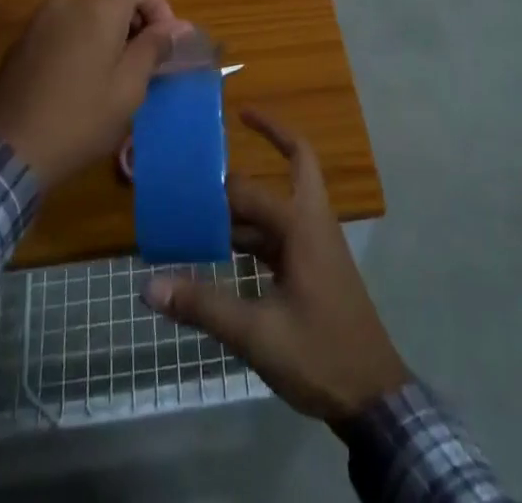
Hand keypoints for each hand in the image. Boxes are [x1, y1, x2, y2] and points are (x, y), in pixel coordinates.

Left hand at [0, 0, 187, 188]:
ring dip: (109, 30)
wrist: (7, 151)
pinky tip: (79, 80)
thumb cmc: (78, 119)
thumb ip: (154, 48)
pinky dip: (82, 38)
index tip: (163, 44)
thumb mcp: (128, 89)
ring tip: (113, 73)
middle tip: (143, 63)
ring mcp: (41, 17)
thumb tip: (177, 27)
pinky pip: (65, 24)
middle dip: (136, 20)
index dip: (160, 6)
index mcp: (98, 6)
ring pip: (89, 8)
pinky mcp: (24, 38)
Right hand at [142, 110, 409, 423]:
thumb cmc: (319, 354)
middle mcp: (312, 222)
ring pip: (282, 201)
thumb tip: (149, 286)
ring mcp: (316, 244)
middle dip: (271, 136)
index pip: (249, 192)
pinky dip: (256, 229)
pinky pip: (281, 231)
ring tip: (206, 200)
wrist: (373, 399)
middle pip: (296, 161)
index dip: (215, 186)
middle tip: (235, 122)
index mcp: (301, 225)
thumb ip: (204, 306)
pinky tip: (225, 246)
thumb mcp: (257, 334)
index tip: (185, 168)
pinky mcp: (313, 266)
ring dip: (251, 197)